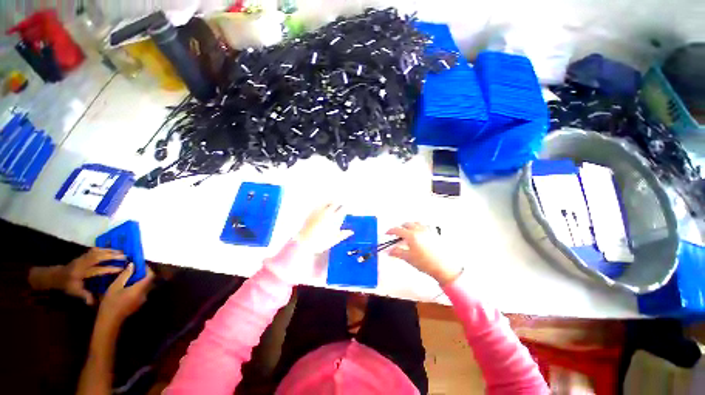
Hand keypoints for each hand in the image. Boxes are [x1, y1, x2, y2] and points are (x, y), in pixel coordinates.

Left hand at [29, 248, 125, 304]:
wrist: (56, 276)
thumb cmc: (67, 285)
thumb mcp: (74, 292)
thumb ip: (85, 296)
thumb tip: (95, 303)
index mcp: (81, 273)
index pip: (98, 270)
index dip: (110, 269)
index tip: (122, 268)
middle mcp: (83, 263)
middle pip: (99, 258)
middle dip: (112, 257)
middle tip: (125, 257)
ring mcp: (83, 257)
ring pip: (97, 252)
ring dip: (110, 251)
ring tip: (121, 251)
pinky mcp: (83, 255)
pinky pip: (94, 250)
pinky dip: (103, 248)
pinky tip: (110, 249)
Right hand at [97, 264, 154, 328]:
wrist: (109, 321)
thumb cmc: (111, 303)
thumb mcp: (115, 286)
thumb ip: (125, 275)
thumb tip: (133, 265)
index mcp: (140, 289)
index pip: (151, 276)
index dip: (147, 269)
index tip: (140, 264)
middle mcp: (145, 293)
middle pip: (149, 280)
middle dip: (143, 273)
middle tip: (133, 269)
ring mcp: (142, 299)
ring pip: (145, 286)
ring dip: (139, 280)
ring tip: (129, 276)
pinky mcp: (138, 303)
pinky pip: (141, 291)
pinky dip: (137, 286)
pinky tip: (127, 286)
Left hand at [296, 203, 353, 252]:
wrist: (303, 242)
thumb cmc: (319, 242)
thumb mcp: (333, 240)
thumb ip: (342, 235)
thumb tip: (350, 232)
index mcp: (332, 218)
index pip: (342, 209)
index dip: (347, 209)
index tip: (349, 210)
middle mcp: (326, 212)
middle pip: (335, 203)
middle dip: (340, 203)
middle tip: (342, 206)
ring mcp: (318, 211)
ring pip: (327, 202)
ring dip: (332, 202)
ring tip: (334, 204)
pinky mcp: (311, 212)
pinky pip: (319, 205)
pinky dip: (323, 204)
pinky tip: (323, 207)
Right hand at [387, 222, 462, 284]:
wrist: (445, 267)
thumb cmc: (427, 263)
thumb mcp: (409, 258)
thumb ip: (397, 252)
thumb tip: (389, 251)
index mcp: (411, 235)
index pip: (397, 230)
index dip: (390, 231)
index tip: (388, 233)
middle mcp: (419, 230)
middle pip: (407, 224)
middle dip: (400, 227)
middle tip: (397, 234)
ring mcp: (428, 230)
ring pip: (416, 222)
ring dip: (410, 225)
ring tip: (408, 231)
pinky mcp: (435, 233)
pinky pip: (426, 225)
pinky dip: (421, 226)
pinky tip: (421, 231)